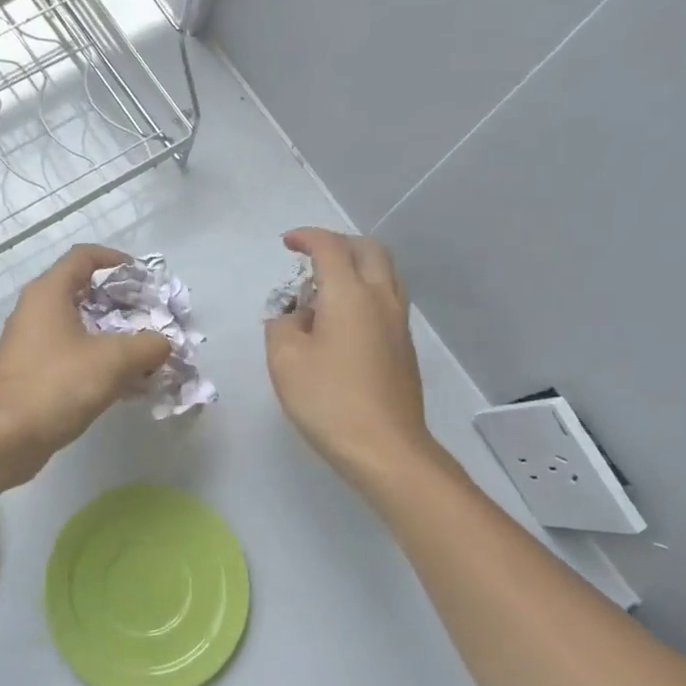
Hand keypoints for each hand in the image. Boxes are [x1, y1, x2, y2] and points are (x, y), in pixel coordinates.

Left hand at [0, 244, 171, 486]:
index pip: (84, 256)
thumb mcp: (114, 360)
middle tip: (150, 318)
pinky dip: (97, 360)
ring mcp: (29, 343)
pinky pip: (70, 355)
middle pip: (83, 291)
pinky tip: (125, 384)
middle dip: (120, 303)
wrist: (7, 438)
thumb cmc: (58, 385)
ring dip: (112, 336)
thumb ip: (148, 345)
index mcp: (48, 293)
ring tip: (144, 354)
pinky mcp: (30, 372)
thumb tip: (163, 344)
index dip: (116, 260)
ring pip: (78, 327)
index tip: (144, 277)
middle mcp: (34, 311)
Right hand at [265, 229, 443, 490]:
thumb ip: (282, 325)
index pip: (330, 247)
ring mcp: (398, 322)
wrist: (385, 448)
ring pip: (385, 272)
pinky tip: (342, 320)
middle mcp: (380, 298)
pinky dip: (365, 290)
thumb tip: (296, 316)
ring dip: (356, 266)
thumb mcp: (285, 360)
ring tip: (325, 288)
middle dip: (338, 244)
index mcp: (349, 294)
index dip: (307, 237)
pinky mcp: (404, 346)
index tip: (287, 243)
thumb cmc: (328, 400)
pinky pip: (387, 298)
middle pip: (369, 249)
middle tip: (310, 260)